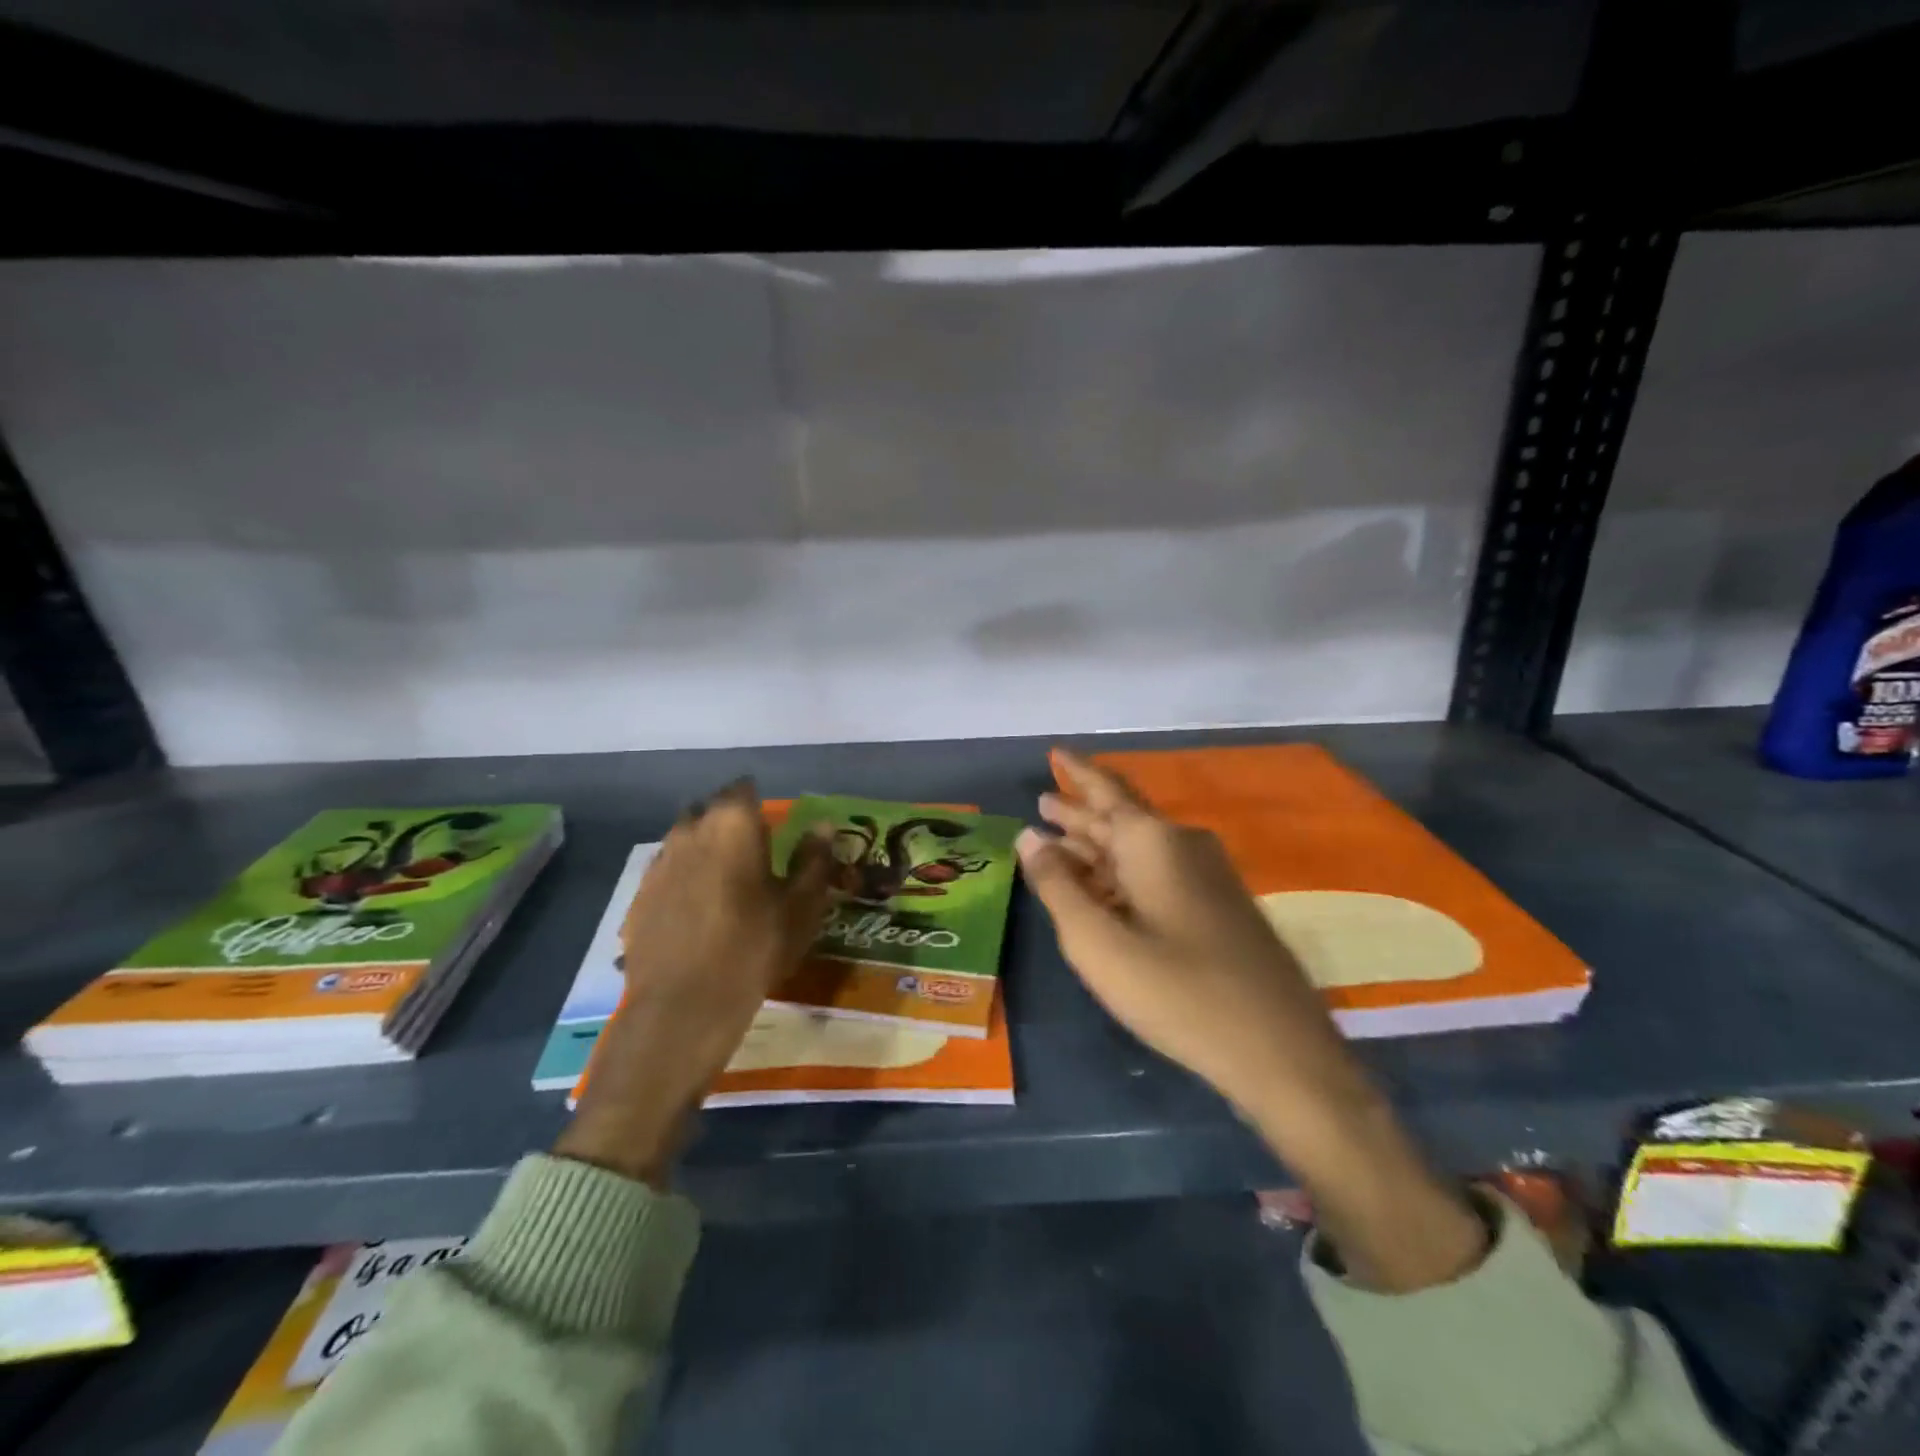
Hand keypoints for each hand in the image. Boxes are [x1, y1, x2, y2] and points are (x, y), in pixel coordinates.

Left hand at [556, 780, 832, 1186]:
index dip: (759, 802)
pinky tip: (697, 912)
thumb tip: (824, 826)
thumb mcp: (801, 906)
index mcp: (732, 825)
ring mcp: (658, 864)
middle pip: (710, 811)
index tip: (773, 826)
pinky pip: (666, 873)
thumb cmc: (753, 948)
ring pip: (685, 841)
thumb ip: (814, 860)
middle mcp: (689, 831)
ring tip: (725, 884)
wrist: (683, 1009)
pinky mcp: (639, 897)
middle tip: (753, 854)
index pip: (743, 789)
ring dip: (704, 850)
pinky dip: (683, 880)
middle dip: (729, 823)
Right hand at [1019, 749, 1486, 1291]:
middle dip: (1080, 811)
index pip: (1105, 791)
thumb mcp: (1098, 942)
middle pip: (1121, 818)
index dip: (1077, 771)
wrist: (1278, 1051)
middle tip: (1044, 801)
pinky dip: (1122, 872)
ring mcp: (1206, 877)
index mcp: (1153, 842)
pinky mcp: (1219, 908)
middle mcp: (1182, 846)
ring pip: (1139, 848)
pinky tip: (1104, 887)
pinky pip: (1158, 873)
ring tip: (1060, 837)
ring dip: (1098, 843)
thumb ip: (1058, 887)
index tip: (1056, 752)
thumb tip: (1030, 837)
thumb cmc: (1177, 992)